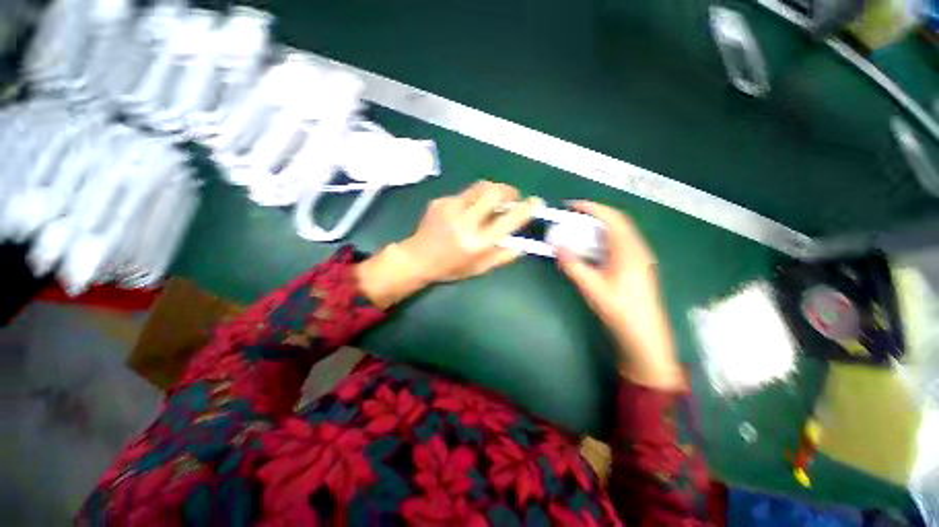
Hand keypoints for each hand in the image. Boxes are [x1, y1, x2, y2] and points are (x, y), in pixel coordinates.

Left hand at [357, 181, 539, 307]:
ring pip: (479, 187)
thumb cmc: (450, 268)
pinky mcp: (440, 201)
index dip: (526, 209)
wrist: (417, 258)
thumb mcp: (479, 269)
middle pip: (494, 193)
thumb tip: (521, 245)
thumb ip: (502, 256)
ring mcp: (450, 208)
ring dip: (492, 191)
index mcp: (477, 243)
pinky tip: (466, 211)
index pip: (508, 221)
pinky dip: (472, 199)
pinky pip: (464, 194)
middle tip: (513, 196)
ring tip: (492, 201)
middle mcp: (465, 222)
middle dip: (509, 190)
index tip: (536, 202)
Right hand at [555, 201, 685, 389]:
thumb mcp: (592, 287)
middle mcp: (638, 249)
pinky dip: (605, 238)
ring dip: (600, 226)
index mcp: (629, 250)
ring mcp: (640, 257)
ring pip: (620, 232)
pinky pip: (621, 243)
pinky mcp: (638, 266)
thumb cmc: (619, 310)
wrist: (644, 335)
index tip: (572, 206)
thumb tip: (557, 246)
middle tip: (573, 216)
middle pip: (618, 222)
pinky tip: (593, 248)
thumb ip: (573, 265)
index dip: (592, 208)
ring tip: (580, 229)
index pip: (611, 218)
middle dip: (595, 214)